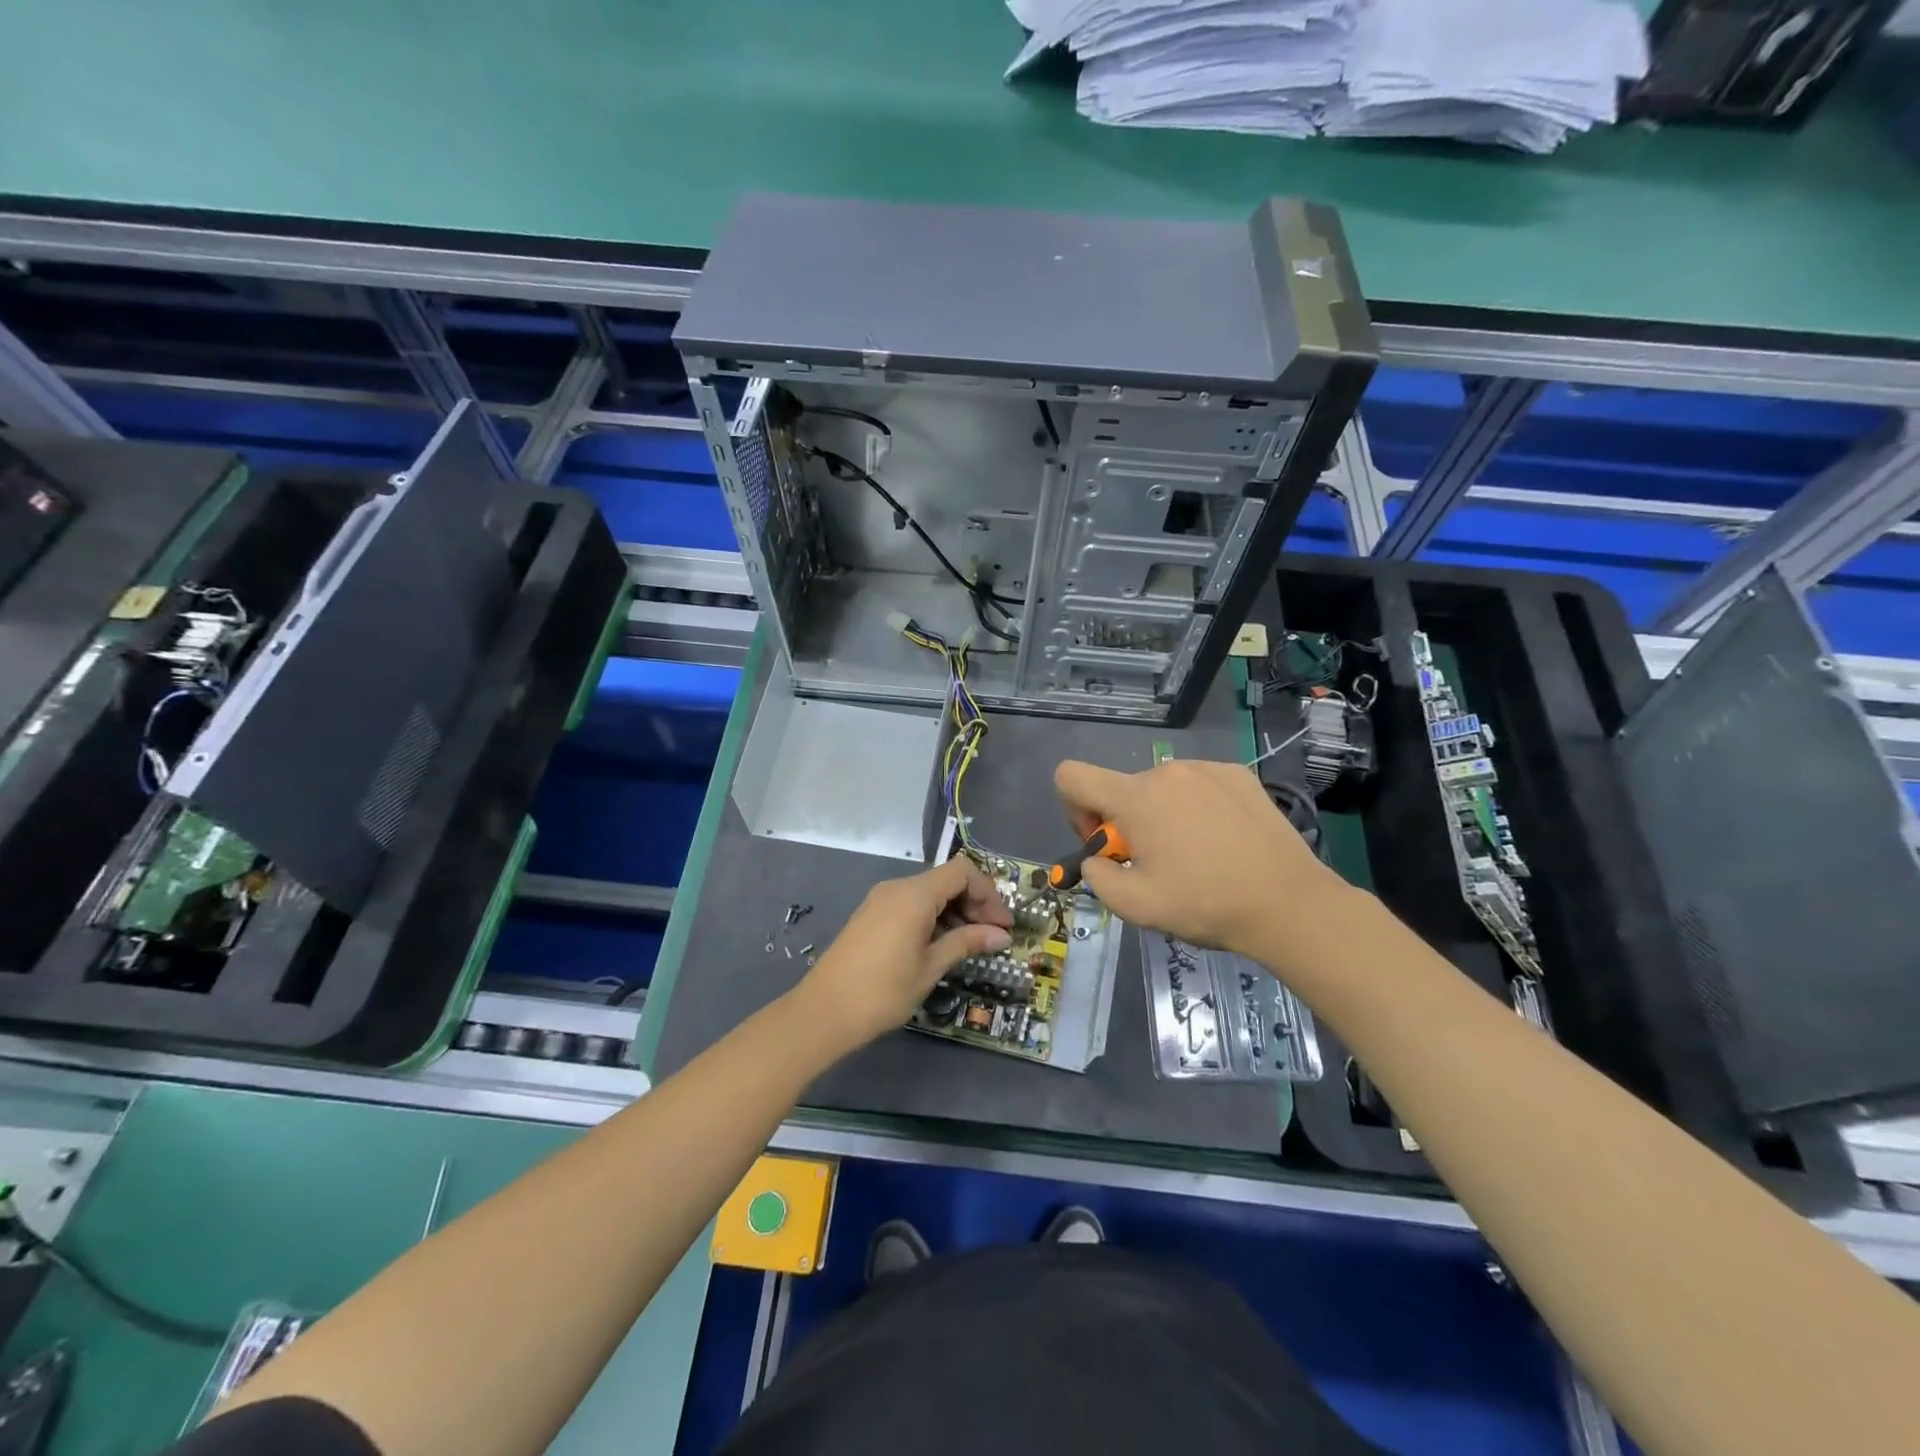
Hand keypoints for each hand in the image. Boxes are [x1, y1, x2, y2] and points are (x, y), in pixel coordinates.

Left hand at [792, 857, 1013, 1056]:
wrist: (823, 1012)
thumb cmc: (883, 991)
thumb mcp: (931, 967)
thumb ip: (966, 943)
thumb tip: (1001, 935)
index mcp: (914, 894)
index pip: (962, 872)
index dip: (988, 894)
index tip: (1003, 925)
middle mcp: (897, 888)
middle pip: (946, 880)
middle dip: (975, 904)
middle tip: (993, 938)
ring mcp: (881, 900)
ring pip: (930, 893)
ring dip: (955, 912)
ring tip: (971, 945)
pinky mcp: (872, 915)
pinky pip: (912, 904)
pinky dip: (933, 917)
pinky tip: (942, 945)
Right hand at [1053, 758, 1345, 965]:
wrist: (1288, 902)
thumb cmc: (1204, 903)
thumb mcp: (1134, 906)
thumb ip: (1096, 875)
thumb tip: (1098, 857)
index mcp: (1135, 798)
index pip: (1071, 776)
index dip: (1075, 810)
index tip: (1106, 843)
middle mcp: (1166, 771)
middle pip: (1122, 788)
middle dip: (1126, 822)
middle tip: (1158, 862)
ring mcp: (1206, 768)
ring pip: (1162, 787)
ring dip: (1162, 814)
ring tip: (1196, 853)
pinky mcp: (1238, 774)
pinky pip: (1198, 784)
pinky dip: (1196, 806)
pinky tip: (1223, 839)